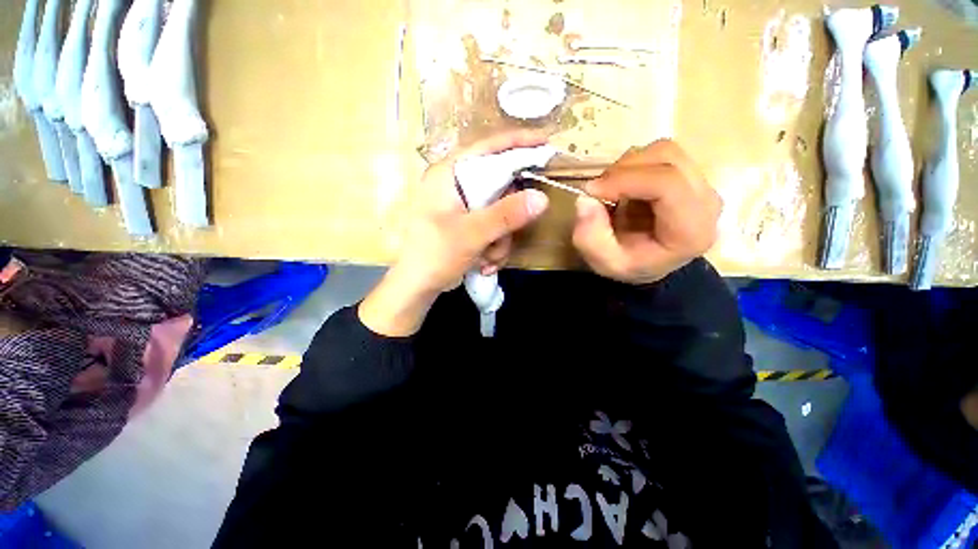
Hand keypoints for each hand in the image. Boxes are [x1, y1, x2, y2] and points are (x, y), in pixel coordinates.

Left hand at [360, 131, 550, 335]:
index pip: (487, 148)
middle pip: (499, 184)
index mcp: (449, 174)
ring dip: (502, 239)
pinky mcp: (469, 224)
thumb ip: (505, 215)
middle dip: (510, 215)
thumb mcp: (471, 234)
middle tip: (515, 230)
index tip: (546, 142)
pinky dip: (495, 246)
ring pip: (501, 211)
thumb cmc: (434, 255)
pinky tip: (484, 263)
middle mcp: (457, 185)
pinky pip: (495, 227)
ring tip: (489, 258)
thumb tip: (542, 198)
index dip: (517, 142)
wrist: (418, 286)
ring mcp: (464, 206)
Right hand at [572, 139, 720, 284]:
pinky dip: (635, 165)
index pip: (667, 183)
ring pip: (664, 151)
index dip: (625, 179)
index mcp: (691, 230)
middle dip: (624, 170)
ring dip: (629, 166)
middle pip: (667, 159)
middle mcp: (707, 202)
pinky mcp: (692, 174)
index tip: (592, 190)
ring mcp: (703, 184)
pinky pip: (662, 154)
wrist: (650, 263)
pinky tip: (625, 186)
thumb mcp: (604, 262)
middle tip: (599, 190)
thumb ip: (590, 238)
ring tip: (612, 189)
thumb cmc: (631, 264)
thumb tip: (585, 199)